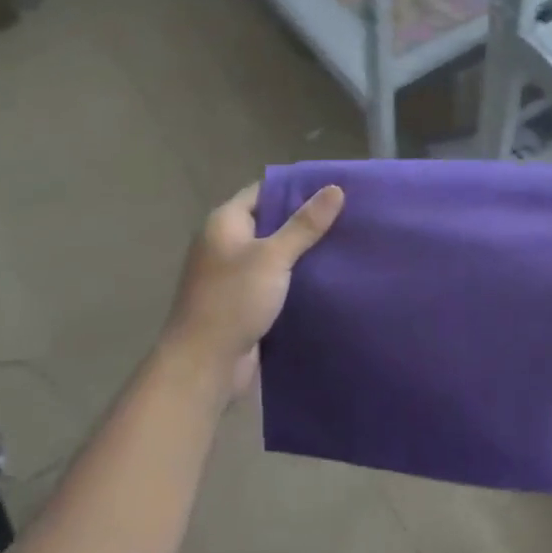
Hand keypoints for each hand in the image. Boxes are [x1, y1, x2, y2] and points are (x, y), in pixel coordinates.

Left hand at [161, 181, 344, 398]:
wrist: (204, 364)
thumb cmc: (233, 300)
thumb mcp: (273, 257)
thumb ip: (304, 225)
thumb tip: (335, 189)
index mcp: (224, 223)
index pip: (263, 191)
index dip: (296, 188)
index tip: (332, 188)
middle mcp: (225, 243)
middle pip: (270, 222)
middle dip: (304, 221)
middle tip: (347, 216)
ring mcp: (232, 275)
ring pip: (273, 254)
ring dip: (302, 253)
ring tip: (344, 244)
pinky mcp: (243, 302)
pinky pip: (273, 281)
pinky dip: (295, 279)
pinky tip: (326, 278)